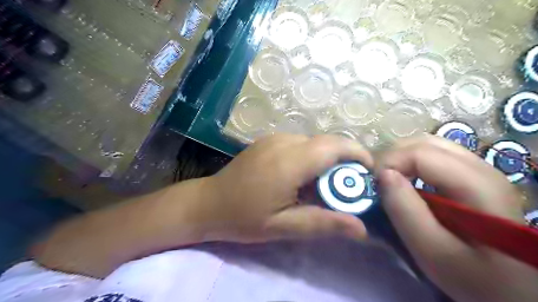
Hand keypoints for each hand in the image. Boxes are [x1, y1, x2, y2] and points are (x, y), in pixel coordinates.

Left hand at [195, 134, 372, 242]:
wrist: (209, 202)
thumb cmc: (244, 217)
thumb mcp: (283, 227)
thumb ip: (322, 223)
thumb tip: (361, 227)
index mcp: (289, 161)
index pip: (335, 146)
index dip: (358, 155)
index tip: (368, 174)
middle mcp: (284, 142)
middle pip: (328, 142)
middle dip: (345, 160)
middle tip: (346, 187)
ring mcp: (275, 138)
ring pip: (315, 142)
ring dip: (327, 159)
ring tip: (323, 185)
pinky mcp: (269, 140)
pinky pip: (300, 143)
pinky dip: (312, 156)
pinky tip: (302, 176)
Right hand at [377, 136, 537, 301]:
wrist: (512, 289)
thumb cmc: (474, 277)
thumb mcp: (433, 251)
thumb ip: (405, 211)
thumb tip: (383, 175)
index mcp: (476, 185)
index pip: (420, 153)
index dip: (390, 163)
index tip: (374, 187)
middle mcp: (481, 167)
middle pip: (424, 142)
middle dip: (393, 157)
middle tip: (379, 182)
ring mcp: (479, 169)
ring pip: (429, 145)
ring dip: (402, 159)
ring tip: (390, 181)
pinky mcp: (472, 177)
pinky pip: (434, 156)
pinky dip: (412, 163)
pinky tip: (408, 182)